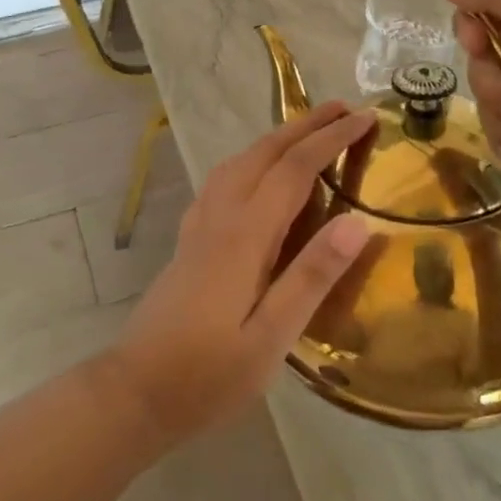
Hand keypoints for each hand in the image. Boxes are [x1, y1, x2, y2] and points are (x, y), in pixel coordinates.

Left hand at [106, 102, 374, 444]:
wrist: (134, 392)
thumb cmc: (208, 375)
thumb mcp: (271, 338)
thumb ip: (312, 277)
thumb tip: (358, 222)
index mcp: (244, 236)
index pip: (294, 169)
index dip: (331, 139)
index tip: (366, 117)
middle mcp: (220, 217)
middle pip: (264, 153)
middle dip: (306, 126)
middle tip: (345, 108)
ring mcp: (199, 226)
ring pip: (239, 161)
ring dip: (277, 138)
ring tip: (308, 132)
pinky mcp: (189, 240)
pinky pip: (223, 179)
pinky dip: (250, 160)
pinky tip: (255, 174)